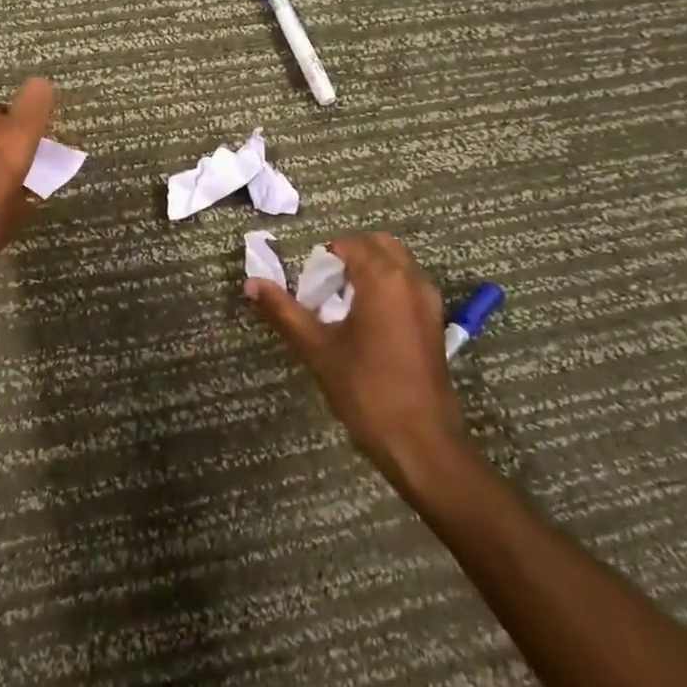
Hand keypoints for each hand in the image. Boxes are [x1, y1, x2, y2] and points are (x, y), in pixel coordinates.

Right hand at [246, 233, 472, 502]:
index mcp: (384, 279)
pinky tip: (367, 327)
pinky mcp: (436, 325)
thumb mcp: (316, 347)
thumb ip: (283, 310)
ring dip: (370, 272)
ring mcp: (430, 303)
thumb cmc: (365, 389)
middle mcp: (412, 281)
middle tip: (326, 289)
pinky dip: (388, 290)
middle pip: (379, 246)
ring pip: (398, 265)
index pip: (349, 244)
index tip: (310, 289)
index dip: (324, 260)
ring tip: (343, 308)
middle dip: (350, 258)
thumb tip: (251, 283)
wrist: (420, 442)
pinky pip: (409, 288)